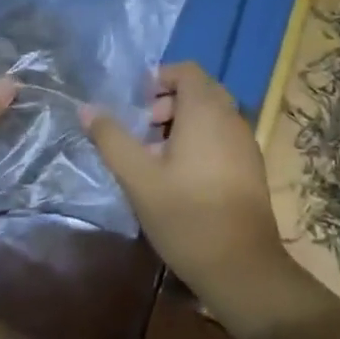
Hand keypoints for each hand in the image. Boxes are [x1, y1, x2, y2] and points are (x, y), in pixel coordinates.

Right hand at [84, 63, 313, 332]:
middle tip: (144, 131)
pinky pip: (223, 136)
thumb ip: (112, 139)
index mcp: (206, 110)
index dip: (160, 78)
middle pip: (199, 91)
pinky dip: (202, 141)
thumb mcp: (138, 178)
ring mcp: (246, 142)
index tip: (138, 104)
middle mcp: (231, 117)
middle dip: (168, 103)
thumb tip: (87, 108)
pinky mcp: (252, 167)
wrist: (243, 268)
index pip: (186, 70)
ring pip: (212, 115)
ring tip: (157, 159)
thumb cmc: (186, 216)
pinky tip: (182, 179)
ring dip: (183, 124)